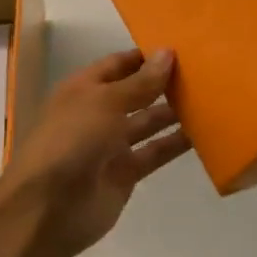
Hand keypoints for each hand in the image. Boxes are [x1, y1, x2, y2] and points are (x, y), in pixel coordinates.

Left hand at [0, 48, 190, 256]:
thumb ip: (140, 82)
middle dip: (163, 83)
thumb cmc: (72, 140)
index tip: (182, 47)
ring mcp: (111, 145)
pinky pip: (154, 152)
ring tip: (209, 98)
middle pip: (136, 92)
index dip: (146, 56)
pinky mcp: (125, 173)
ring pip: (147, 122)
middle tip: (204, 71)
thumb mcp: (106, 102)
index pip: (119, 64)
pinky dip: (174, 144)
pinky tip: (202, 133)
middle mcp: (98, 113)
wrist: (47, 209)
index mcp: (84, 89)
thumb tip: (167, 53)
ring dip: (173, 111)